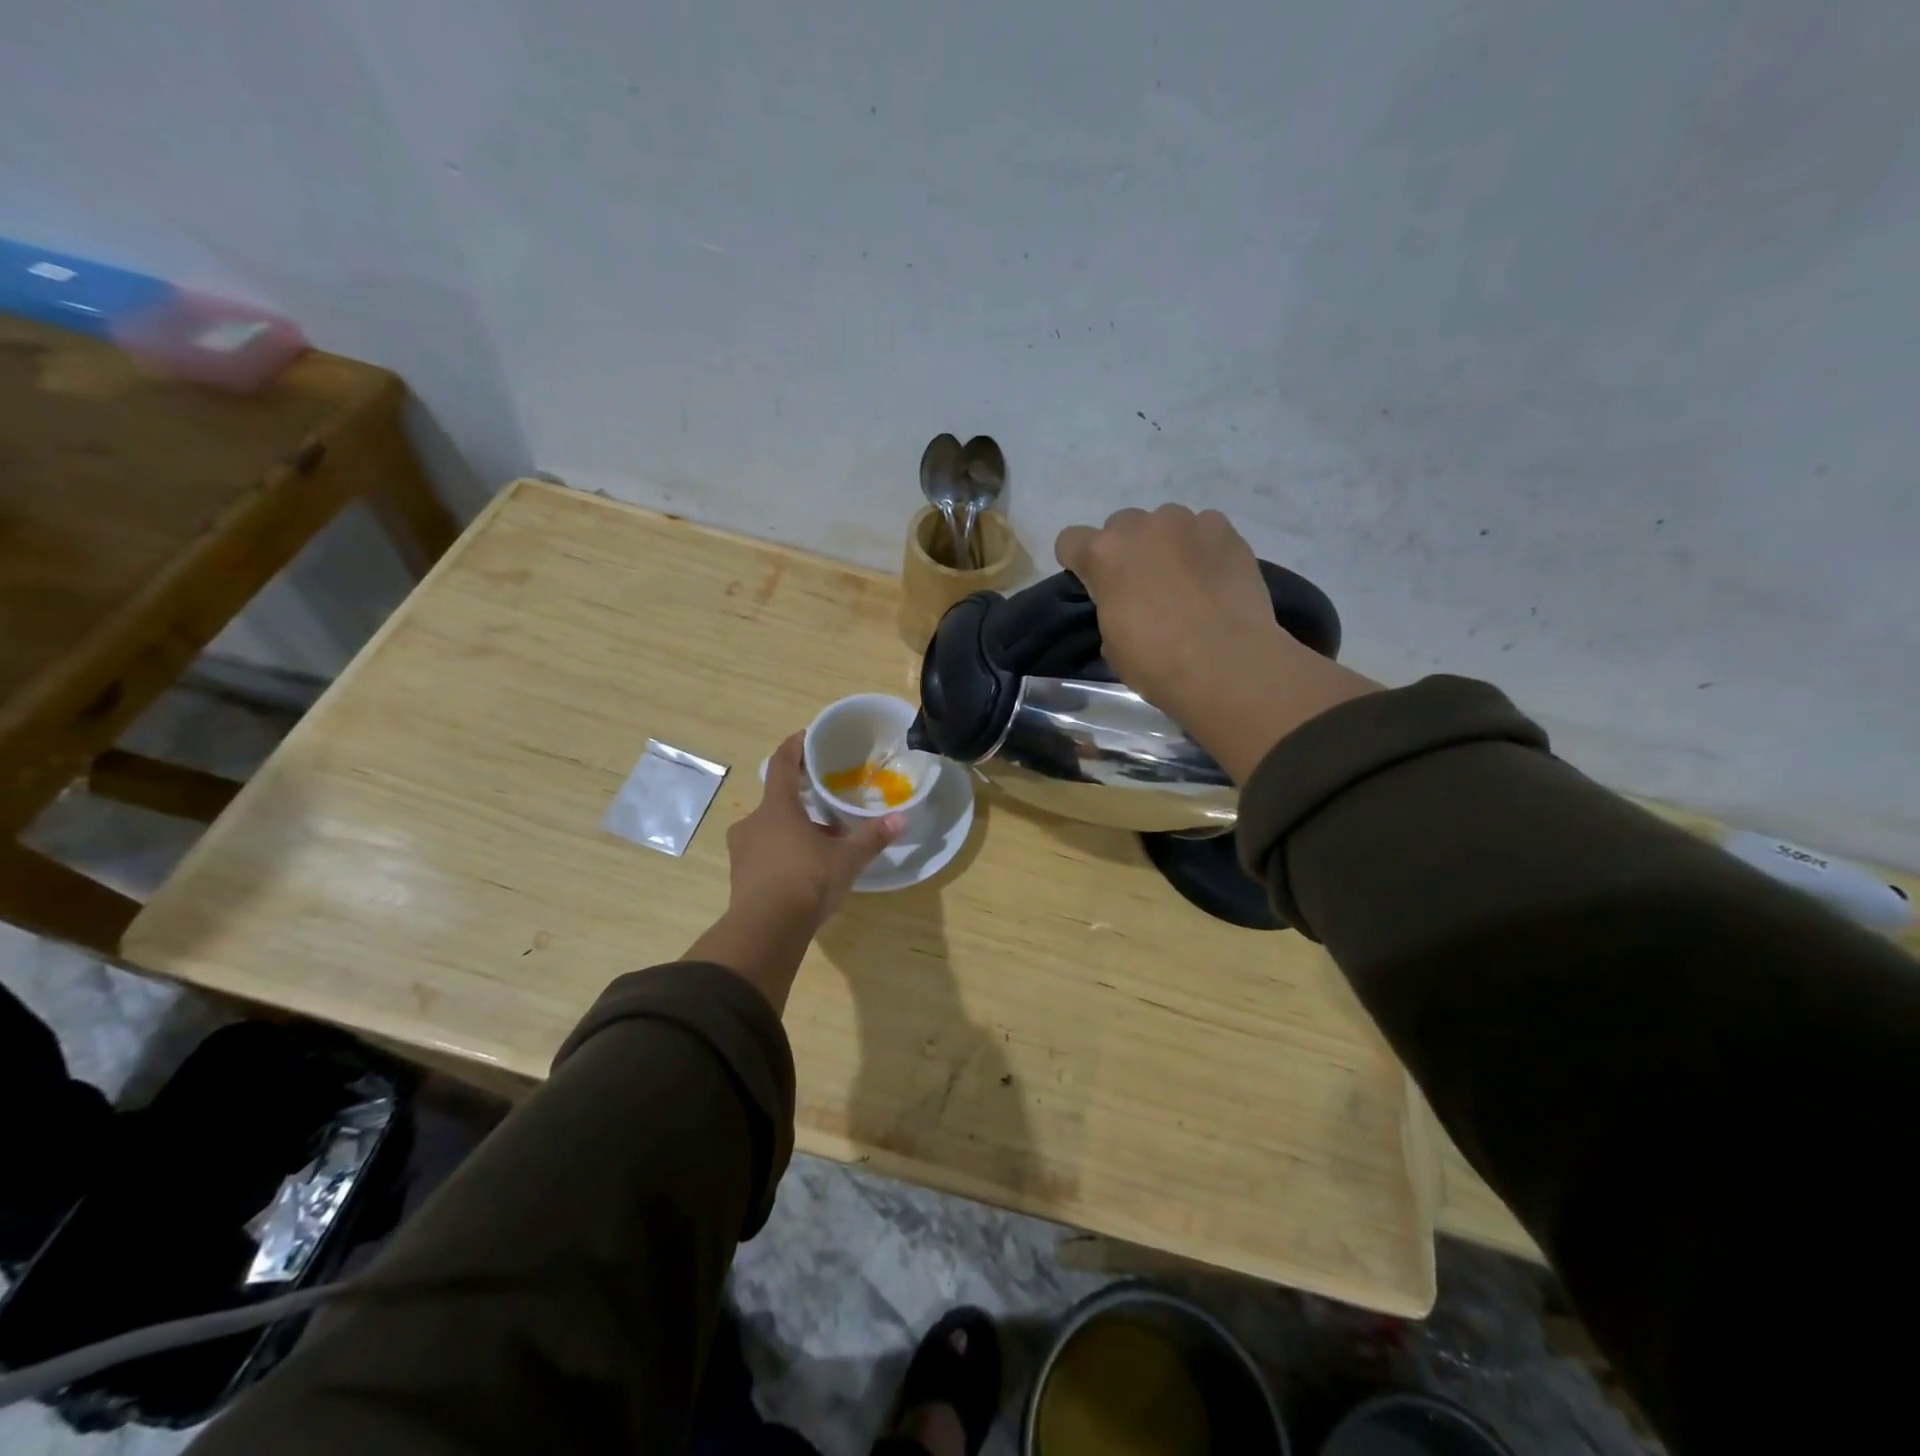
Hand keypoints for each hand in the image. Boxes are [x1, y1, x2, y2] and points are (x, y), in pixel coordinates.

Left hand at [725, 733, 903, 933]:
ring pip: (771, 830)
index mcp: (776, 808)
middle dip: (802, 802)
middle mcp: (753, 823)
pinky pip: (765, 855)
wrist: (766, 930)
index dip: (793, 747)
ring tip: (822, 844)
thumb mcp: (846, 859)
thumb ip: (872, 837)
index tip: (805, 736)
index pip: (781, 764)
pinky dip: (784, 854)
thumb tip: (902, 819)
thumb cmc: (806, 880)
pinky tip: (805, 871)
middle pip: (778, 802)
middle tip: (826, 806)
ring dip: (795, 832)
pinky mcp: (740, 877)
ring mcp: (742, 851)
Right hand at [1054, 505, 1283, 710]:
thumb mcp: (1111, 643)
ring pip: (1165, 523)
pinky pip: (1205, 529)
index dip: (1078, 563)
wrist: (1225, 665)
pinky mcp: (1225, 530)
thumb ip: (1110, 608)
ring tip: (1185, 581)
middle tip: (1143, 585)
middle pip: (1121, 526)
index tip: (1093, 585)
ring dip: (1167, 545)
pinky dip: (1204, 548)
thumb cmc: (1156, 662)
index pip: (1070, 541)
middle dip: (1126, 550)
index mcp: (1103, 555)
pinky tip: (1214, 579)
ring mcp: (1187, 523)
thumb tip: (1125, 606)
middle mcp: (1142, 527)